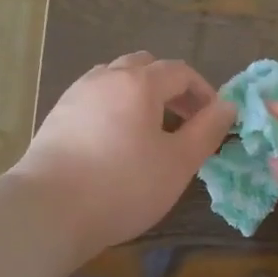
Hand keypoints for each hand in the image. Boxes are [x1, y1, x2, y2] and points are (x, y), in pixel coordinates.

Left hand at [14, 52, 233, 263]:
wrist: (49, 209)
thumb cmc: (124, 185)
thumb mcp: (178, 163)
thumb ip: (207, 130)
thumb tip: (228, 106)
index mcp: (138, 83)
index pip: (180, 71)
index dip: (203, 92)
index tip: (213, 121)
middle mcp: (105, 78)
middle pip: (145, 67)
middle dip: (170, 89)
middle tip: (184, 122)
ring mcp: (76, 95)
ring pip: (116, 80)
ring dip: (140, 96)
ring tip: (150, 132)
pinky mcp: (57, 117)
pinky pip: (95, 99)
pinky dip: (114, 109)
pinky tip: (116, 143)